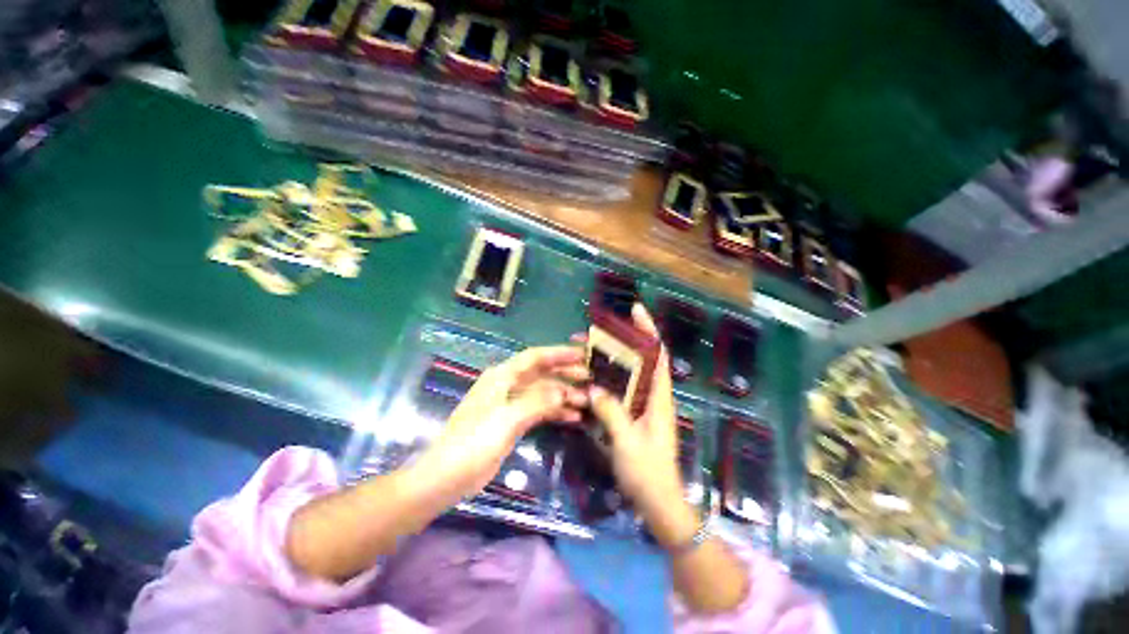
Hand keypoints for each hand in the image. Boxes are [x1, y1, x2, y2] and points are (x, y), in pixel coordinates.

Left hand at [419, 346, 588, 497]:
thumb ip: (536, 402)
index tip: (581, 354)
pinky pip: (539, 410)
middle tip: (589, 378)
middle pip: (542, 373)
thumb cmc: (474, 442)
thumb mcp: (507, 419)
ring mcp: (511, 404)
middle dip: (565, 374)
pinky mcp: (513, 421)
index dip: (559, 353)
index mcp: (502, 376)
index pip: (535, 357)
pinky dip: (555, 412)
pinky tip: (573, 417)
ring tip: (586, 401)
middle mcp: (508, 385)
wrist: (448, 475)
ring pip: (543, 392)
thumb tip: (562, 392)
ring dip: (563, 395)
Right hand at [587, 304, 697, 545]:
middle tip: (594, 332)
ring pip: (627, 374)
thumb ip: (611, 412)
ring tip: (587, 351)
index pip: (657, 354)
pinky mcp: (632, 417)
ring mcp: (642, 407)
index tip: (635, 310)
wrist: (658, 503)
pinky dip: (605, 381)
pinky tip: (589, 379)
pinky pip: (619, 391)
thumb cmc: (649, 474)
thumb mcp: (628, 442)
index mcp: (659, 398)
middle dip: (620, 342)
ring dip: (609, 361)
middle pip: (640, 359)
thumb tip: (593, 387)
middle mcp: (652, 396)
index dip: (648, 330)